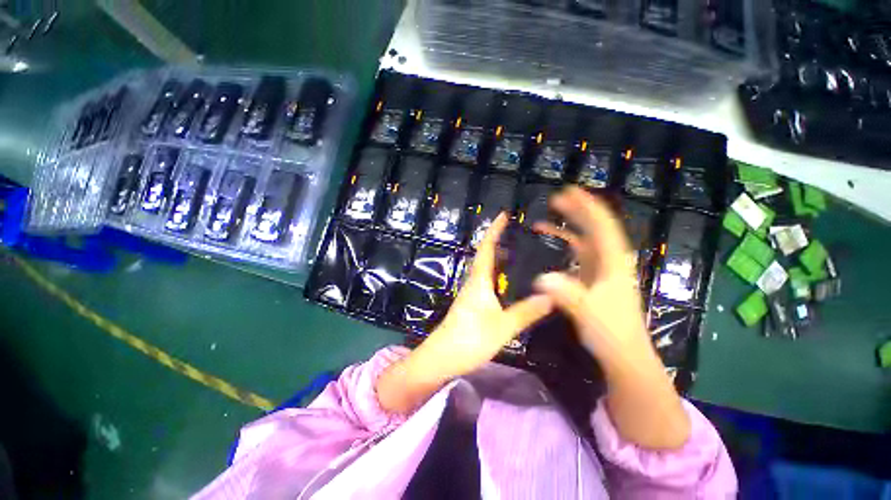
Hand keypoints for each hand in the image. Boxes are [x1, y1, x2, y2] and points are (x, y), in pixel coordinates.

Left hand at [420, 212, 552, 378]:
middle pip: (485, 255)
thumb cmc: (470, 339)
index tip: (503, 215)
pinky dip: (497, 273)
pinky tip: (507, 280)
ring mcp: (471, 293)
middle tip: (517, 232)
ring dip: (497, 256)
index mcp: (479, 280)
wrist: (442, 357)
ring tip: (517, 250)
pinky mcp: (471, 304)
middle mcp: (473, 282)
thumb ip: (527, 311)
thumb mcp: (502, 326)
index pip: (486, 247)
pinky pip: (486, 281)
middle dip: (497, 240)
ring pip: (485, 268)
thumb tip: (552, 296)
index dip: (494, 230)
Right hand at [531, 187, 649, 365]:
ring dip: (568, 227)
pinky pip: (578, 254)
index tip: (570, 191)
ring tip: (547, 219)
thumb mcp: (587, 312)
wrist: (623, 354)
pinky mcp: (594, 278)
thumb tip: (540, 277)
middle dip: (576, 210)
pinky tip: (553, 242)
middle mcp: (610, 260)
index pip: (602, 225)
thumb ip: (566, 293)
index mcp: (613, 262)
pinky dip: (565, 244)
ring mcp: (602, 269)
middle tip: (556, 198)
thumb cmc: (611, 332)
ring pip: (585, 240)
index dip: (587, 206)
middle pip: (594, 227)